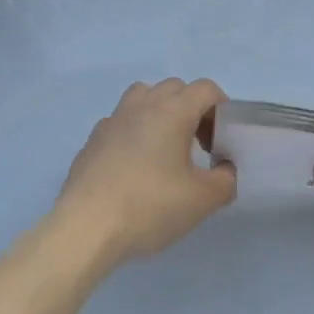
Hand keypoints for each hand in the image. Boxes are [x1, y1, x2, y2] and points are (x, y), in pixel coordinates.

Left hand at [54, 79, 235, 267]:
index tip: (221, 138)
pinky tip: (135, 165)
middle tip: (199, 145)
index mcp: (172, 111)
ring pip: (143, 96)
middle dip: (192, 108)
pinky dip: (134, 131)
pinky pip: (121, 121)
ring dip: (160, 111)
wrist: (87, 226)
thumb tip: (226, 170)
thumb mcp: (201, 200)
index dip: (220, 108)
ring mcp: (113, 119)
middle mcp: (142, 105)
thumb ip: (225, 181)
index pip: (205, 89)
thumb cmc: (150, 206)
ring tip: (165, 147)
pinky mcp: (93, 139)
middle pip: (175, 88)